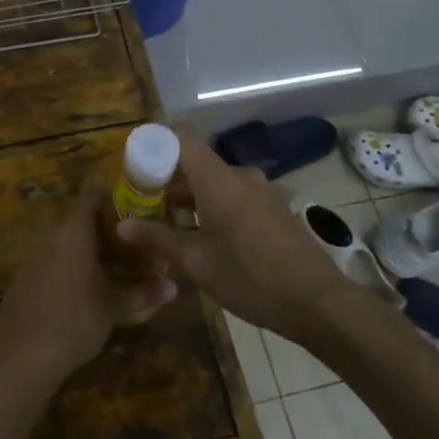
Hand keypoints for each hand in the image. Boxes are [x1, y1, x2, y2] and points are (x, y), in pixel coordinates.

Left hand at [0, 188, 176, 386]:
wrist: (23, 357)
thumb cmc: (76, 320)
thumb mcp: (114, 306)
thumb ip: (143, 292)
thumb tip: (175, 287)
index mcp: (74, 232)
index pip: (92, 196)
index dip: (113, 197)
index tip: (134, 207)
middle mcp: (50, 236)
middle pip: (79, 221)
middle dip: (105, 230)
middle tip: (132, 244)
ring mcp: (31, 257)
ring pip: (64, 243)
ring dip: (86, 251)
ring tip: (112, 268)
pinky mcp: (21, 280)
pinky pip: (49, 262)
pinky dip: (67, 268)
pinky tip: (81, 291)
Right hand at [116, 134, 344, 343]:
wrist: (317, 301)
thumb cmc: (250, 278)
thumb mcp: (197, 263)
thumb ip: (158, 239)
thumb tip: (121, 226)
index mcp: (218, 179)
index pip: (182, 136)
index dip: (156, 140)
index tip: (134, 160)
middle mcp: (240, 175)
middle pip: (196, 161)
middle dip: (167, 177)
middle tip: (141, 200)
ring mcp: (261, 191)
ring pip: (215, 181)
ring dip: (190, 196)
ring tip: (166, 222)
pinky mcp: (273, 208)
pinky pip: (234, 195)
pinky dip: (212, 205)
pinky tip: (202, 236)